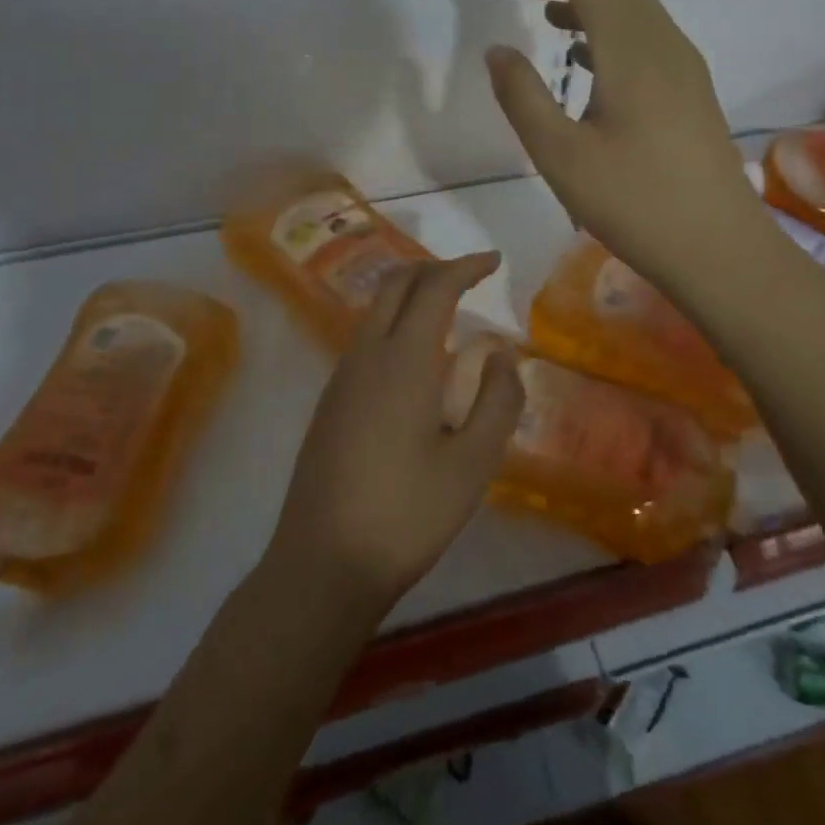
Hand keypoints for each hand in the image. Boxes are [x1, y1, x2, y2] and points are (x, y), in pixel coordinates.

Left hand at [268, 254, 523, 612]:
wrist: (322, 564)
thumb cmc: (407, 514)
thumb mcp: (472, 463)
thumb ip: (497, 400)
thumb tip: (502, 353)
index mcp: (403, 360)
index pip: (435, 288)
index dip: (467, 266)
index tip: (495, 260)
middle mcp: (366, 355)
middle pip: (396, 285)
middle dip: (436, 269)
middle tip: (472, 276)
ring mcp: (341, 377)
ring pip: (376, 310)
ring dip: (412, 295)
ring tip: (450, 312)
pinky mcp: (330, 402)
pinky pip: (366, 339)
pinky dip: (396, 324)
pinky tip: (417, 361)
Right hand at [484, 0, 768, 292]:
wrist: (718, 246)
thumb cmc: (633, 203)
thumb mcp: (560, 156)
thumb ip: (523, 97)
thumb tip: (498, 50)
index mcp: (633, 54)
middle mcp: (665, 48)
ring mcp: (687, 70)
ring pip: (640, 13)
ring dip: (596, 3)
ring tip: (553, 17)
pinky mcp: (695, 94)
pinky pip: (651, 39)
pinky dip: (616, 32)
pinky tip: (590, 63)